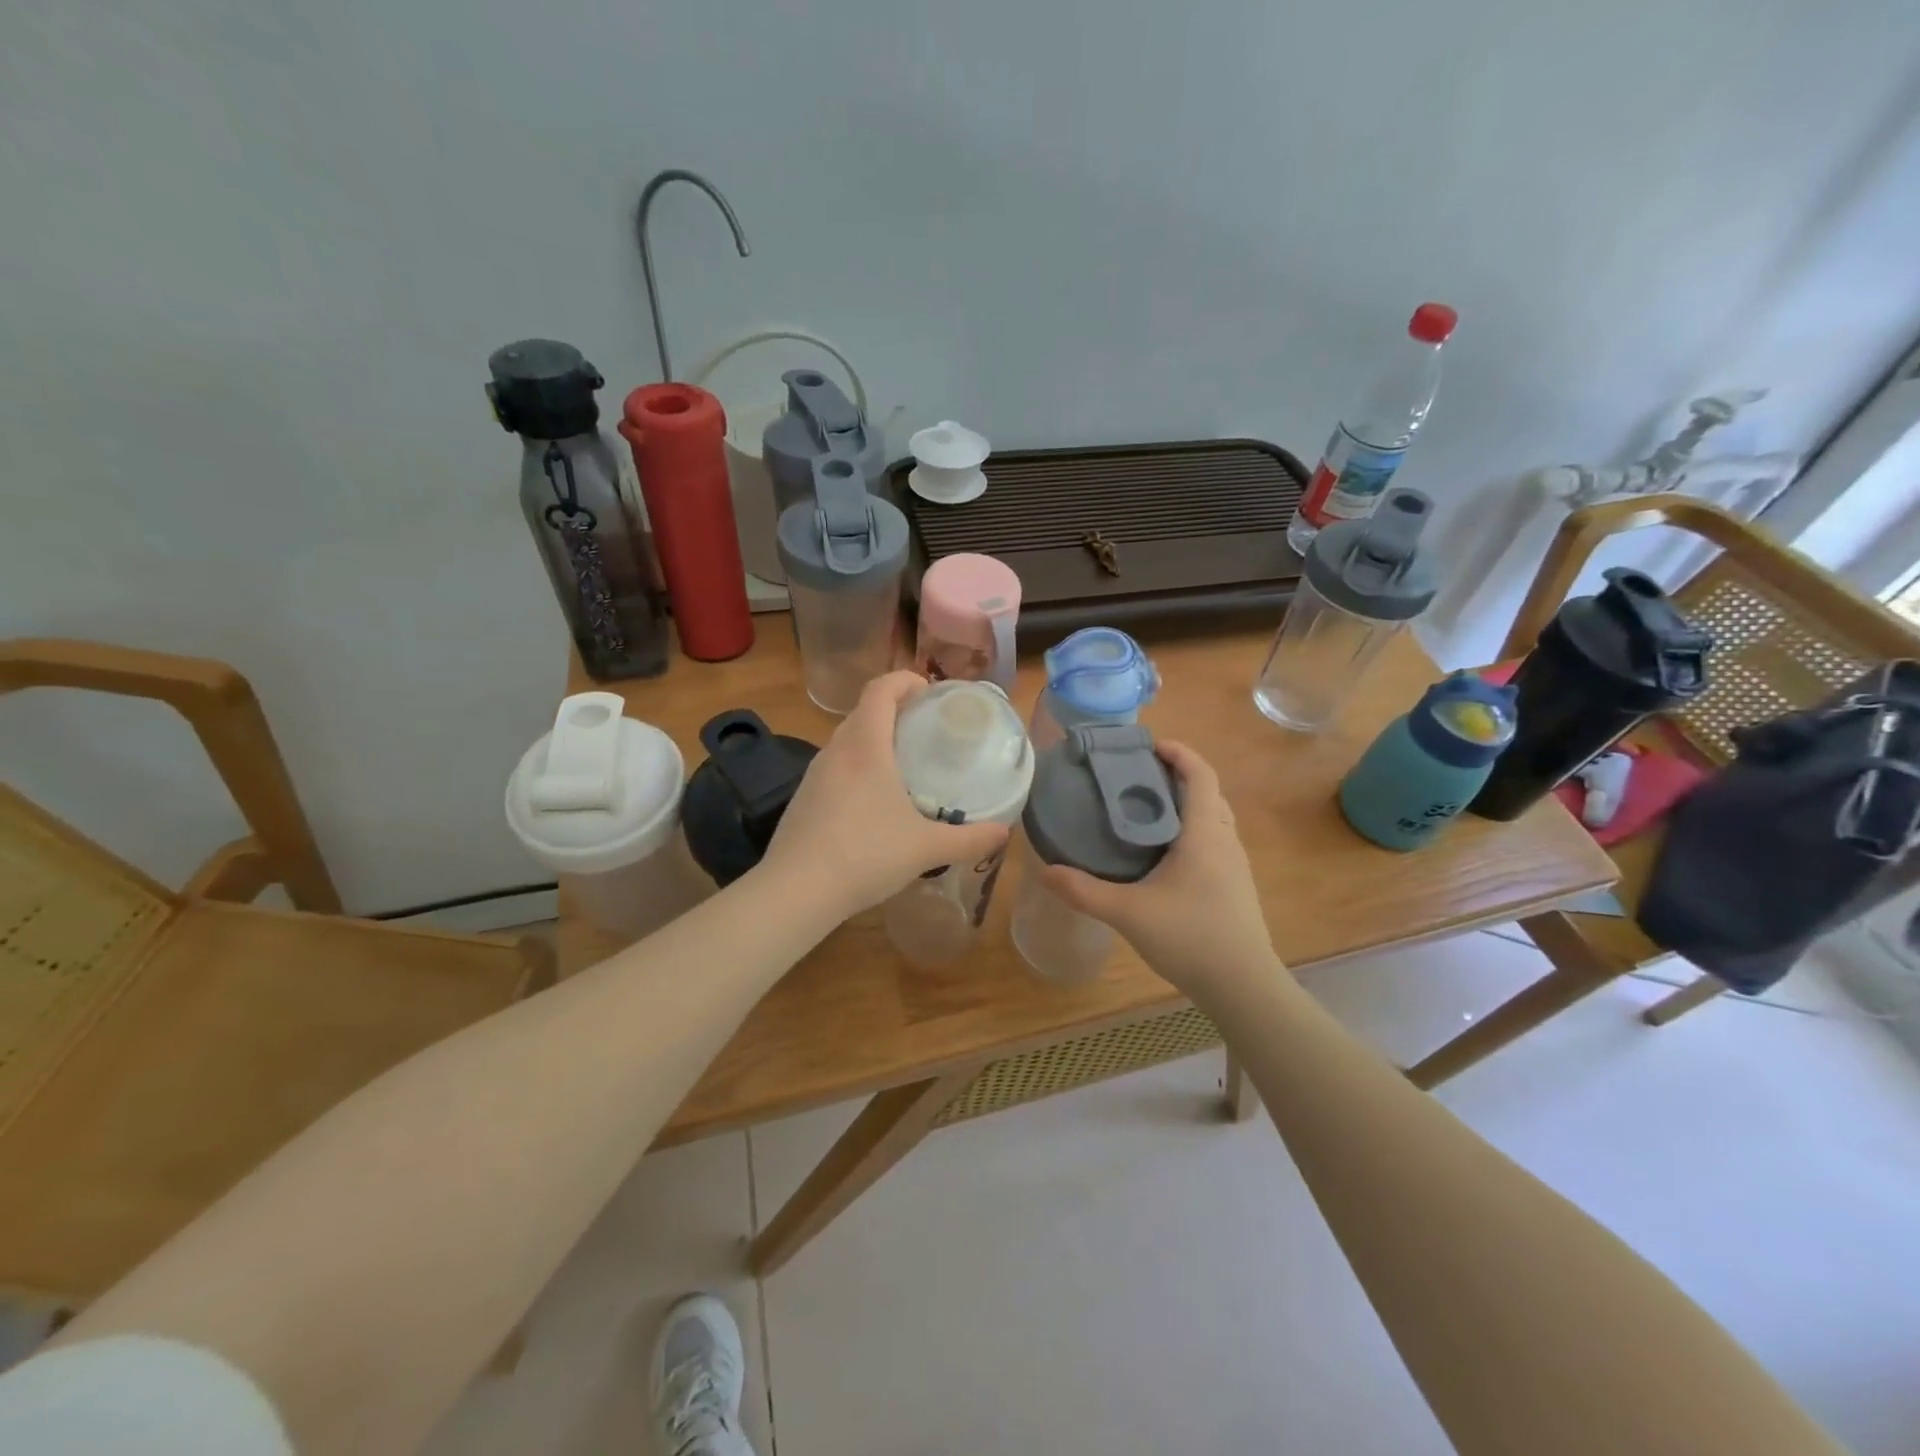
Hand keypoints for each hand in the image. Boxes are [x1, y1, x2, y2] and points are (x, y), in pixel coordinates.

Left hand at [760, 672, 1009, 922]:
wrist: (796, 891)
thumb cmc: (866, 855)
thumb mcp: (926, 848)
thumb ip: (969, 839)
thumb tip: (1004, 833)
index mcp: (865, 746)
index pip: (880, 690)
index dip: (904, 680)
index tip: (929, 691)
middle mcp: (836, 751)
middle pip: (863, 712)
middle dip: (894, 711)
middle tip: (925, 730)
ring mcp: (813, 775)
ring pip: (846, 742)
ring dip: (873, 741)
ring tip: (903, 765)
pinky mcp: (802, 799)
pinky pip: (834, 769)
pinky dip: (856, 769)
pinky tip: (872, 804)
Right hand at [1038, 741, 1286, 994]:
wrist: (1243, 986)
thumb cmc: (1190, 937)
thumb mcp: (1127, 913)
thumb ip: (1083, 891)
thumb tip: (1043, 870)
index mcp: (1205, 833)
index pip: (1200, 774)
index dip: (1179, 753)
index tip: (1148, 746)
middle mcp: (1225, 841)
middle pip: (1207, 792)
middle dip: (1176, 777)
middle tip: (1136, 778)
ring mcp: (1235, 865)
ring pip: (1213, 819)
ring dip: (1185, 805)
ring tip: (1144, 812)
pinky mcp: (1235, 887)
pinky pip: (1214, 842)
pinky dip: (1190, 832)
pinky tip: (1162, 856)